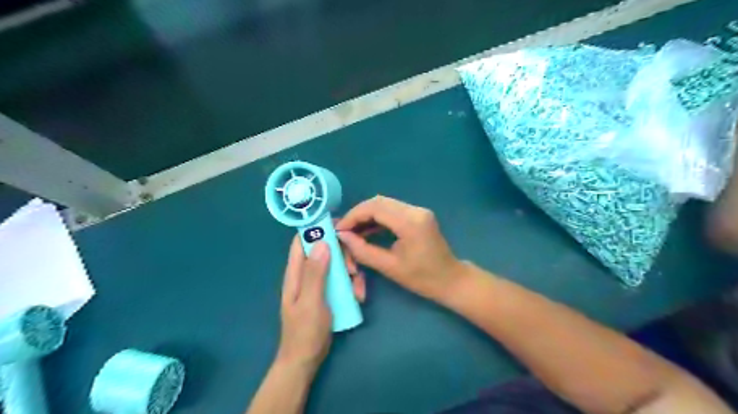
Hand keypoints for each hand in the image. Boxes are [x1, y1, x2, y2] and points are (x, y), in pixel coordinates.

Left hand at [277, 236, 365, 370]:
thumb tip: (322, 242)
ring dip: (351, 272)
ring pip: (337, 265)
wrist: (306, 360)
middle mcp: (307, 274)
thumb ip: (315, 273)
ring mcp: (319, 283)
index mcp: (296, 273)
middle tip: (354, 269)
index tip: (340, 226)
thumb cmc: (305, 332)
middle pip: (325, 251)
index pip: (303, 241)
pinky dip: (352, 285)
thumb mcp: (311, 302)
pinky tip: (359, 297)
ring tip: (359, 289)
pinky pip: (342, 280)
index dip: (318, 229)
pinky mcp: (329, 293)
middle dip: (342, 255)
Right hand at [339, 195, 463, 302]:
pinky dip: (377, 218)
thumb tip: (342, 236)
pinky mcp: (418, 215)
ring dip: (367, 215)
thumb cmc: (422, 279)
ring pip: (384, 204)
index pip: (375, 208)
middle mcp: (415, 210)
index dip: (353, 216)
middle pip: (379, 202)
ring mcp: (418, 211)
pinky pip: (392, 210)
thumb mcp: (389, 267)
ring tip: (352, 232)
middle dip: (358, 214)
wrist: (451, 280)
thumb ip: (363, 250)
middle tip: (344, 230)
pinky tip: (367, 231)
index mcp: (410, 222)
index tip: (339, 229)